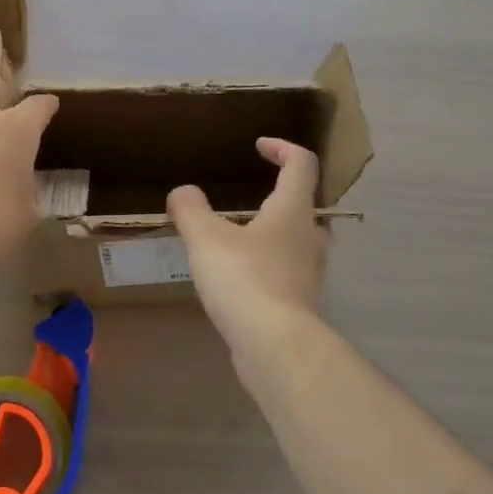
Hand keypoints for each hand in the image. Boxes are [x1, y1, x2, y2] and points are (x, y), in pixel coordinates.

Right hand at [168, 138, 326, 351]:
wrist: (275, 346)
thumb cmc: (244, 279)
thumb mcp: (206, 239)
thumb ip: (191, 209)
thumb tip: (183, 192)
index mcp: (293, 210)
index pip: (301, 164)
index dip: (282, 148)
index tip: (259, 146)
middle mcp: (309, 236)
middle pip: (301, 203)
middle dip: (277, 193)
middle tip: (249, 195)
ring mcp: (309, 272)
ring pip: (294, 239)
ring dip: (270, 231)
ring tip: (236, 237)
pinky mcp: (301, 301)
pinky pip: (285, 270)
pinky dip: (266, 264)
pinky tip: (239, 278)